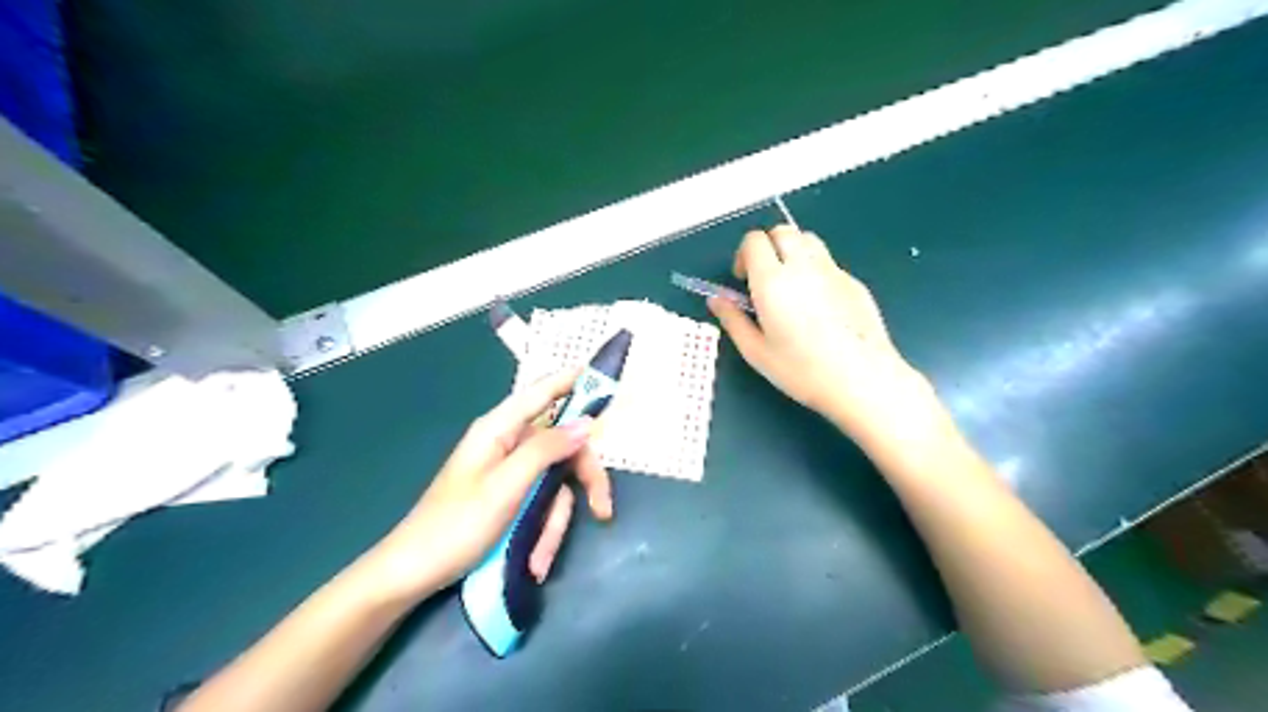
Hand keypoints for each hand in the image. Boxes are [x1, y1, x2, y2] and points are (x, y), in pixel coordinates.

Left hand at [364, 371, 611, 602]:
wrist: (413, 574)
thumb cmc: (456, 525)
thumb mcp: (507, 487)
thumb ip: (546, 450)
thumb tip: (586, 424)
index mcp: (499, 429)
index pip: (542, 392)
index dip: (573, 381)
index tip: (605, 379)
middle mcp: (508, 444)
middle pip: (562, 446)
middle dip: (582, 480)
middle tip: (602, 509)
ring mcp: (509, 472)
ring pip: (555, 483)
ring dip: (554, 524)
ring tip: (539, 560)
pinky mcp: (509, 497)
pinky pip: (540, 505)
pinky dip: (542, 533)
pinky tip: (533, 562)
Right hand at [708, 227, 944, 450]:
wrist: (862, 379)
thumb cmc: (802, 370)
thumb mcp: (756, 352)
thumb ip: (733, 320)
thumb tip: (716, 299)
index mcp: (773, 281)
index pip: (754, 240)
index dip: (743, 255)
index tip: (743, 280)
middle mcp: (803, 266)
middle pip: (782, 231)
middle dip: (768, 246)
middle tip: (765, 279)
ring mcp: (833, 271)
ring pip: (808, 240)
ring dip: (793, 252)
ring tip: (791, 286)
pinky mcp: (854, 282)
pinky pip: (828, 262)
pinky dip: (815, 270)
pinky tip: (819, 306)